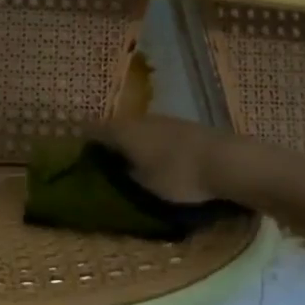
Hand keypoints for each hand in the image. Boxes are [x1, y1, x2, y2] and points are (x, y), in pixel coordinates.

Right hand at [91, 116, 240, 204]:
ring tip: (130, 165)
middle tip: (102, 165)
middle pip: (116, 128)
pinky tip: (158, 161)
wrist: (228, 161)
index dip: (83, 143)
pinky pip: (158, 135)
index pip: (92, 131)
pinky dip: (152, 146)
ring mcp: (165, 120)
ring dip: (132, 144)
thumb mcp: (144, 185)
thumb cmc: (178, 175)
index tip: (76, 158)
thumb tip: (112, 170)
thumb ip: (124, 175)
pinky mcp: (186, 127)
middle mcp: (140, 119)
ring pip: (139, 130)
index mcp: (123, 131)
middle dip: (108, 144)